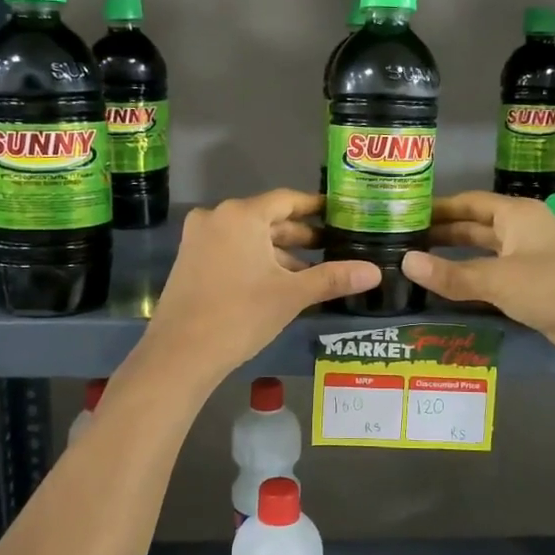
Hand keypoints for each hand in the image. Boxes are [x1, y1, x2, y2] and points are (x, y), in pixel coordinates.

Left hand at [141, 189, 380, 384]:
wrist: (180, 354)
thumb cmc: (240, 315)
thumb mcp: (291, 295)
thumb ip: (333, 278)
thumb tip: (375, 272)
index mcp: (241, 215)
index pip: (287, 200)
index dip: (315, 207)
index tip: (340, 213)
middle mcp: (216, 217)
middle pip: (267, 218)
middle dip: (300, 234)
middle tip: (333, 246)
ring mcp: (199, 239)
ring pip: (249, 237)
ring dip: (279, 252)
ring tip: (311, 271)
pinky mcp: (190, 261)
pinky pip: (232, 250)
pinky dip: (256, 260)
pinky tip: (279, 283)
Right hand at [400, 192, 554, 368]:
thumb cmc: (554, 287)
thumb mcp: (498, 279)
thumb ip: (451, 274)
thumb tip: (405, 262)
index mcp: (517, 215)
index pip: (469, 203)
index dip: (438, 207)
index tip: (404, 214)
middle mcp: (523, 231)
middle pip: (475, 227)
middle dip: (442, 233)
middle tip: (402, 242)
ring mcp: (530, 260)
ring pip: (484, 254)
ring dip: (455, 259)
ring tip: (417, 265)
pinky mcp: (535, 288)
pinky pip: (494, 278)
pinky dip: (472, 281)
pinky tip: (448, 290)